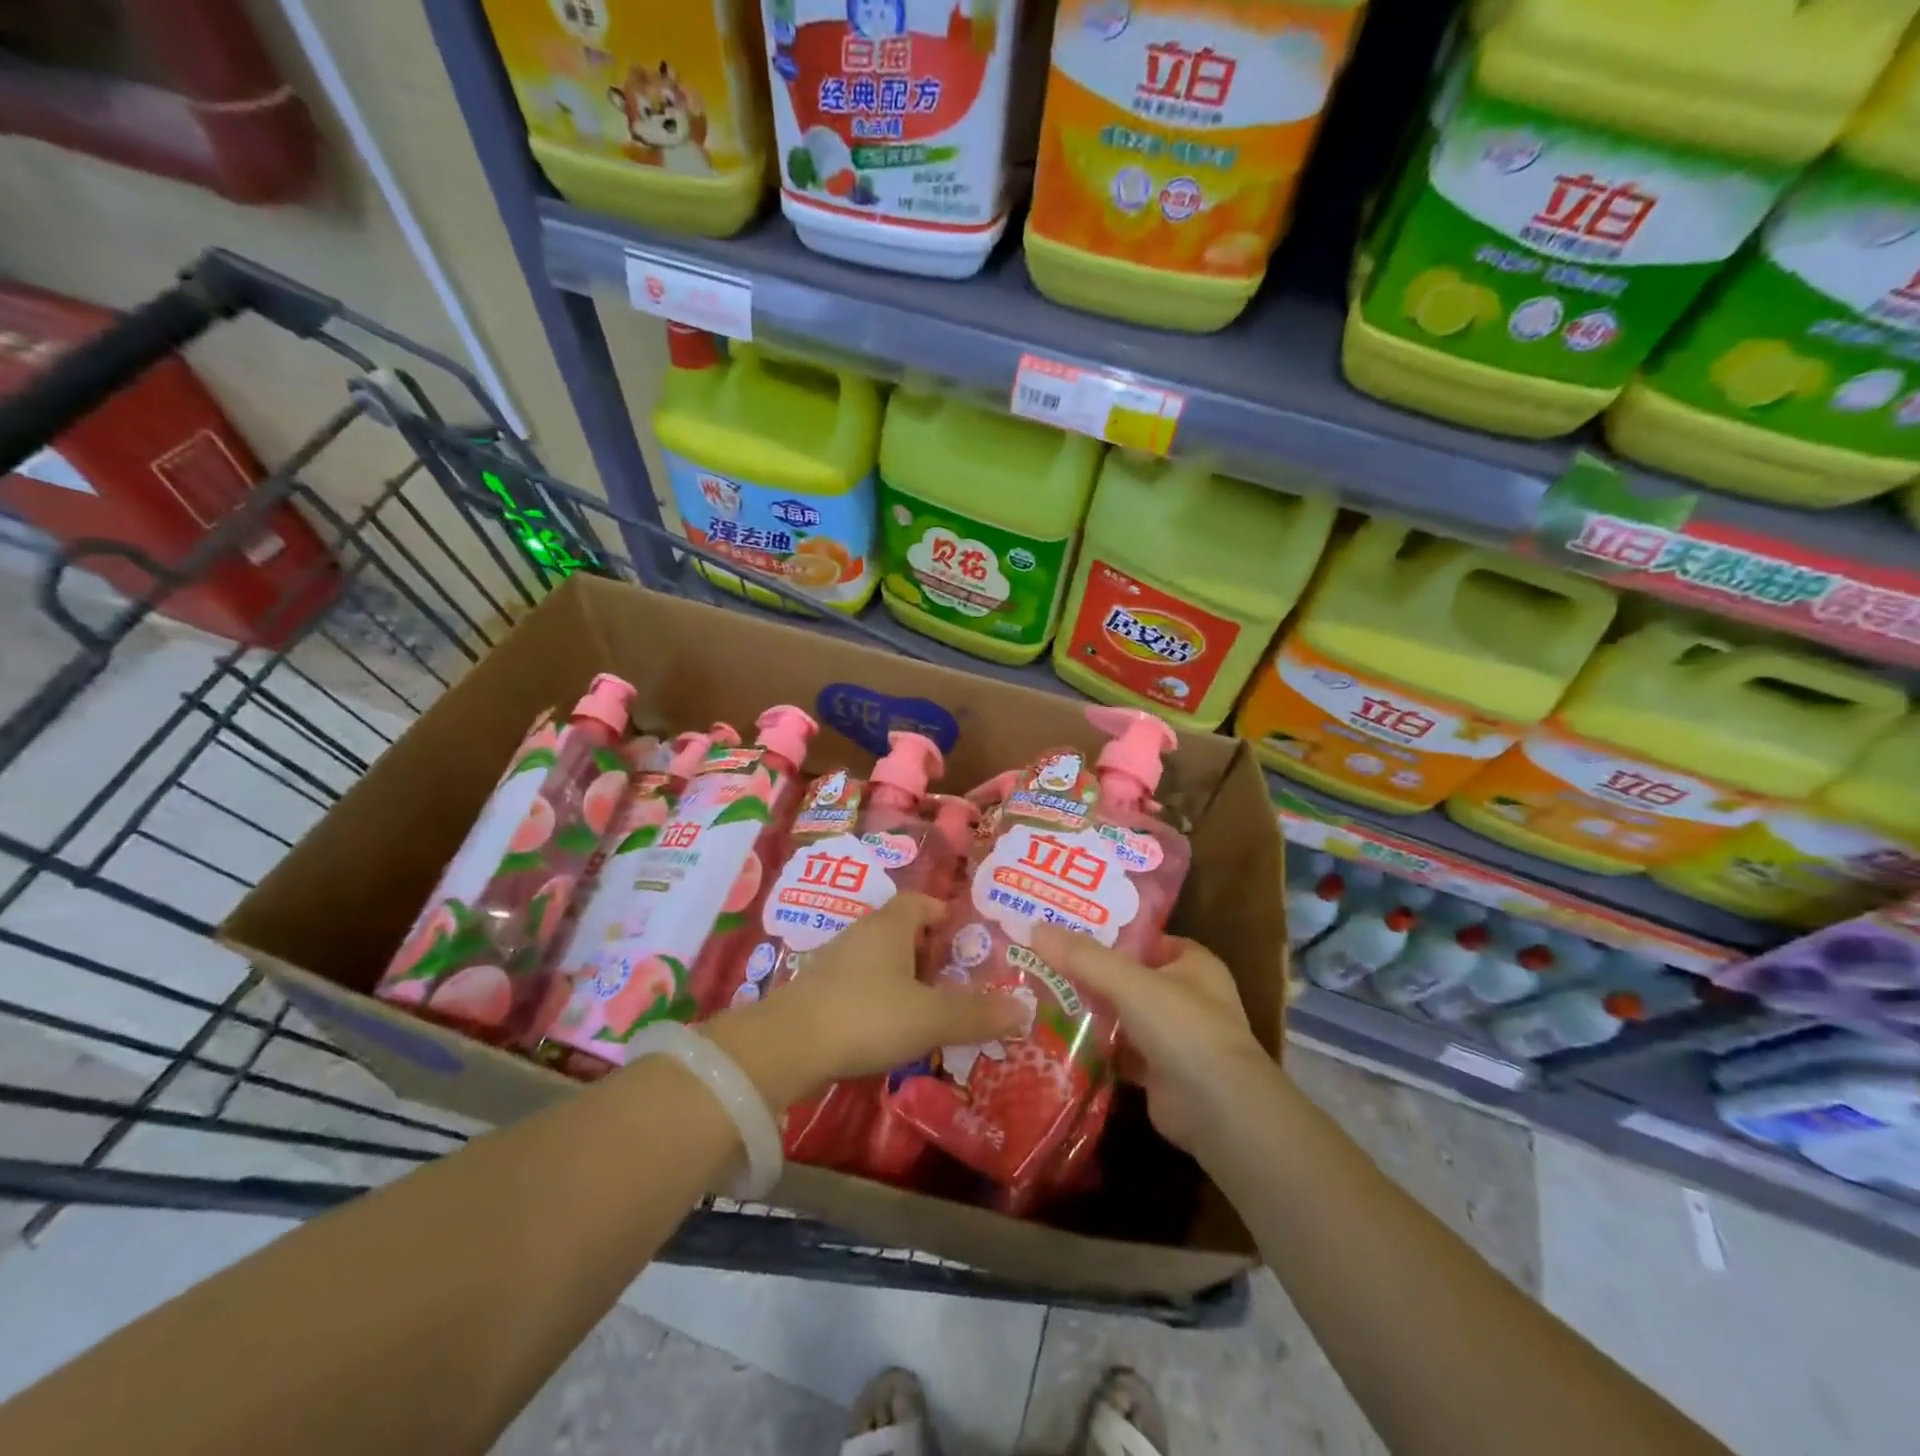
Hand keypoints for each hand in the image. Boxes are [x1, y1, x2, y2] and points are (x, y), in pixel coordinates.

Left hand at [727, 894, 1026, 1102]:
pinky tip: (889, 1026)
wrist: (786, 1046)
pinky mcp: (817, 991)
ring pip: (879, 958)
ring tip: (928, 1005)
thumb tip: (1024, 1009)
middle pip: (900, 929)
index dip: (944, 913)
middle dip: (928, 949)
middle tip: (955, 977)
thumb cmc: (867, 1016)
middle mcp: (861, 934)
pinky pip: (859, 983)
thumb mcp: (930, 1017)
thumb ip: (976, 1014)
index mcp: (889, 926)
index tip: (965, 937)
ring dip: (903, 976)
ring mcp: (834, 961)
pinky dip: (879, 996)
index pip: (920, 902)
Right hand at [1029, 926, 1274, 1156]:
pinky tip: (1054, 1040)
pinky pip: (1117, 1051)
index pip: (1141, 938)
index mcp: (1192, 963)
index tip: (1060, 929)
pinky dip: (1092, 1048)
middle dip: (1087, 973)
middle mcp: (1185, 995)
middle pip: (1126, 976)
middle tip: (1038, 962)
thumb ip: (1082, 957)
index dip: (1104, 932)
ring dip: (1087, 1011)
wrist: (1218, 1111)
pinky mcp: (1157, 1072)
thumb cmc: (1183, 1028)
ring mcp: (1173, 1037)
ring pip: (1120, 1015)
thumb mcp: (1129, 982)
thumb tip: (1034, 928)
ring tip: (1036, 996)